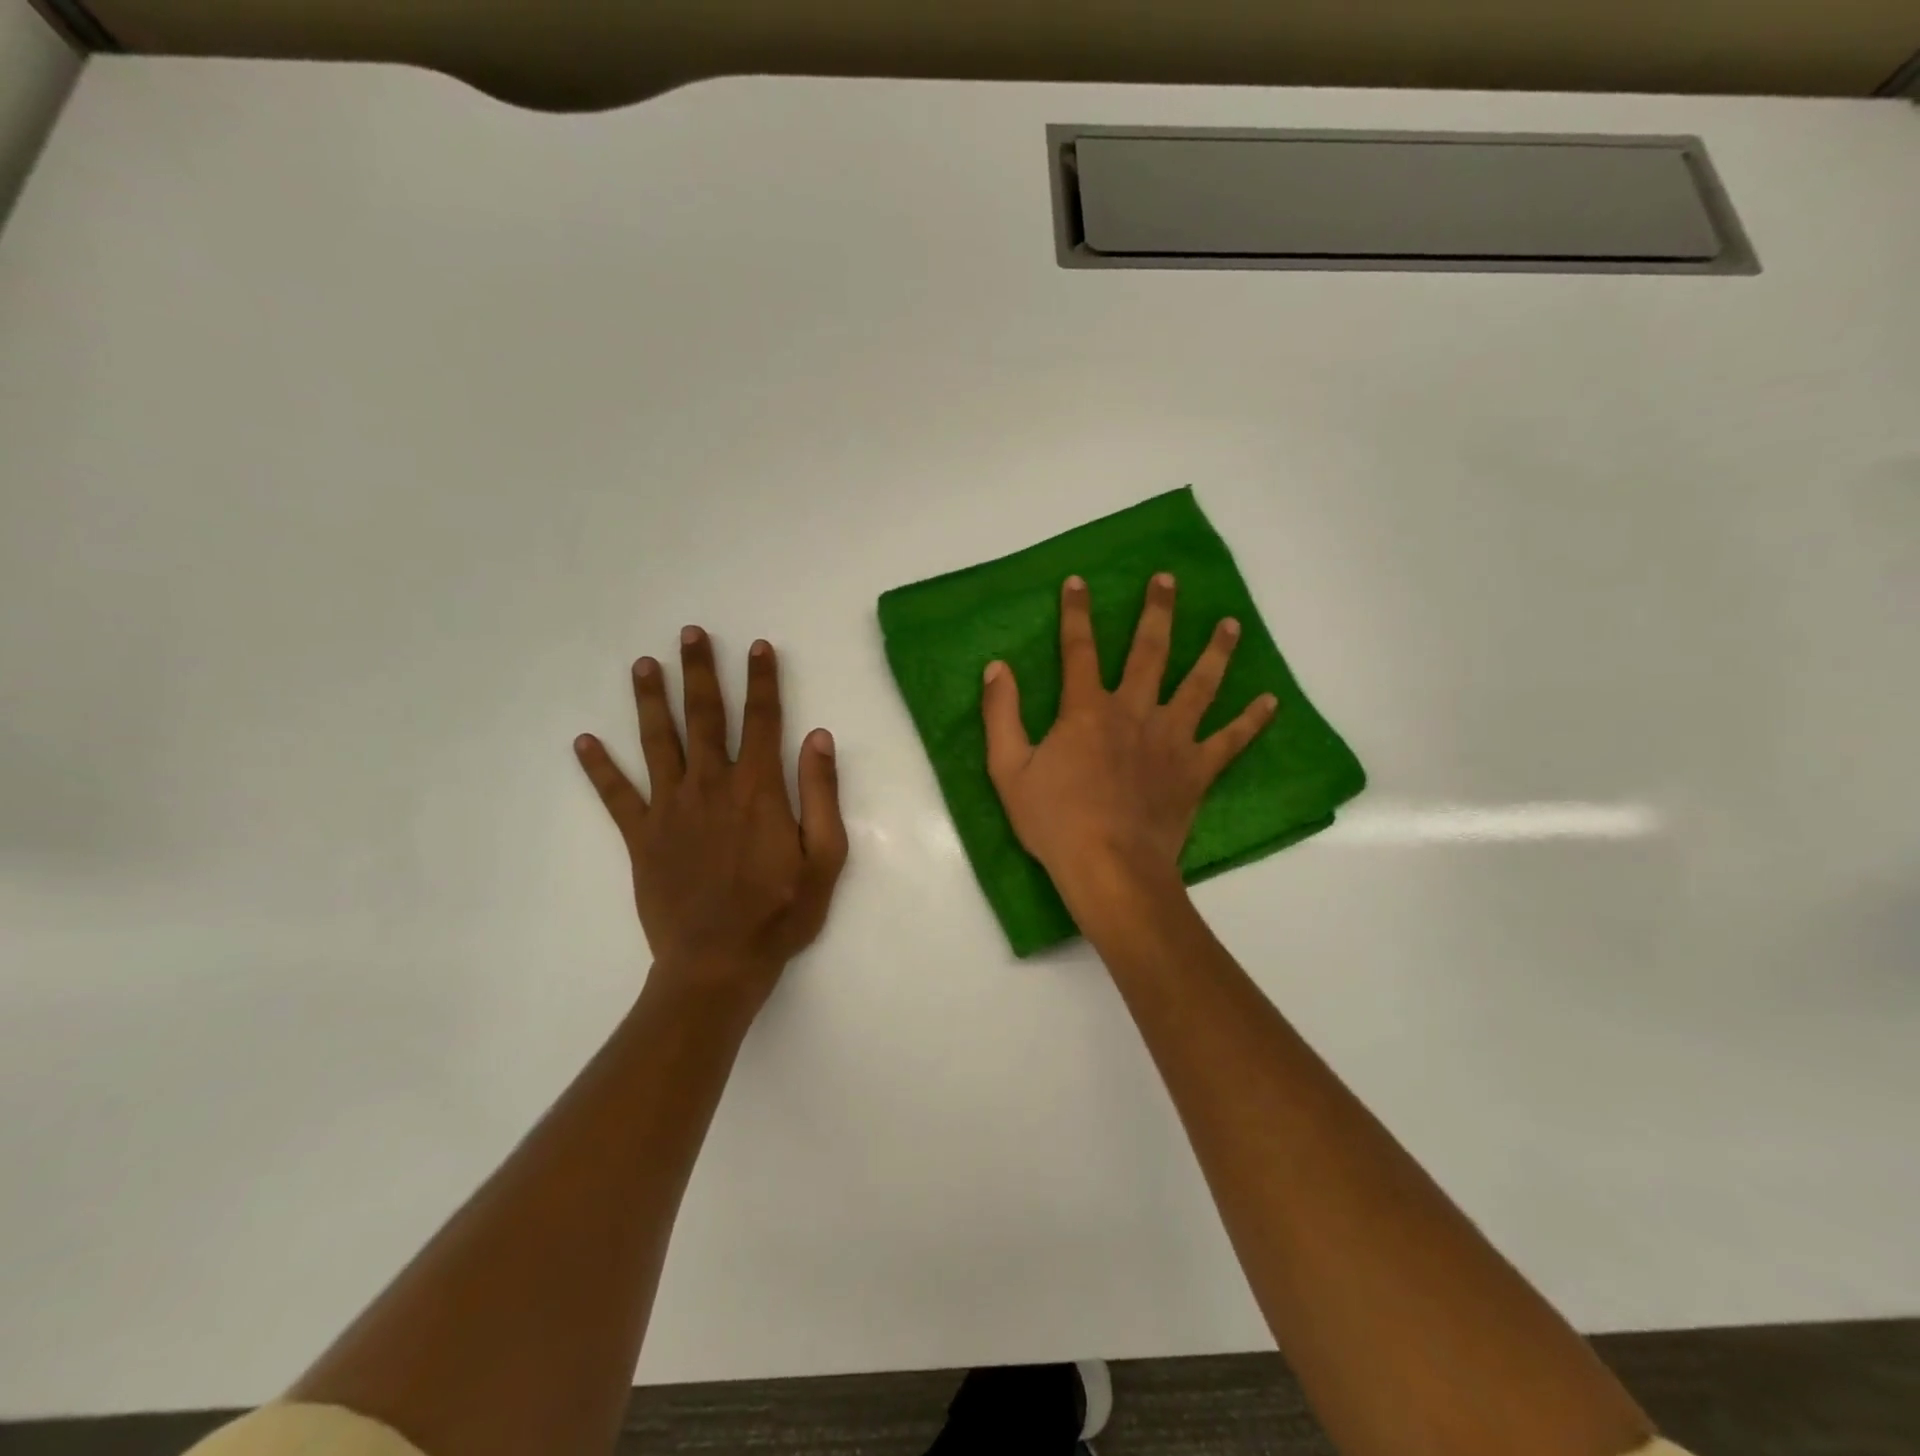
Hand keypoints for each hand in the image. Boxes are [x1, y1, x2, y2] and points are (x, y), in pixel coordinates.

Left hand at [574, 628, 848, 1005]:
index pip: (761, 720)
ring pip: (657, 742)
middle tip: (690, 633)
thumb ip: (822, 794)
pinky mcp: (641, 837)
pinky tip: (583, 741)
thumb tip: (817, 737)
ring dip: (650, 700)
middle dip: (700, 672)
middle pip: (704, 717)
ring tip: (643, 664)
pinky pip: (616, 795)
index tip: (757, 646)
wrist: (718, 963)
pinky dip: (599, 768)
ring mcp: (670, 809)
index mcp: (758, 789)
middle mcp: (710, 786)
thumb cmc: (781, 912)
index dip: (761, 680)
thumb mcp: (825, 857)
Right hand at [982, 573, 1275, 912]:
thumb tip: (997, 668)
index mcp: (1087, 710)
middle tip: (1167, 579)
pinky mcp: (1196, 770)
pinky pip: (1231, 740)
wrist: (1109, 867)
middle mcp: (1134, 712)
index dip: (1076, 613)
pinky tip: (1270, 702)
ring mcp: (1172, 739)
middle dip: (1156, 611)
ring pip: (1199, 684)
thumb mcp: (1008, 769)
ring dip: (1215, 651)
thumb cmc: (1055, 821)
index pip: (1079, 649)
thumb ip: (1001, 715)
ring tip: (1231, 623)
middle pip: (1150, 651)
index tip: (1079, 581)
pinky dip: (1252, 721)